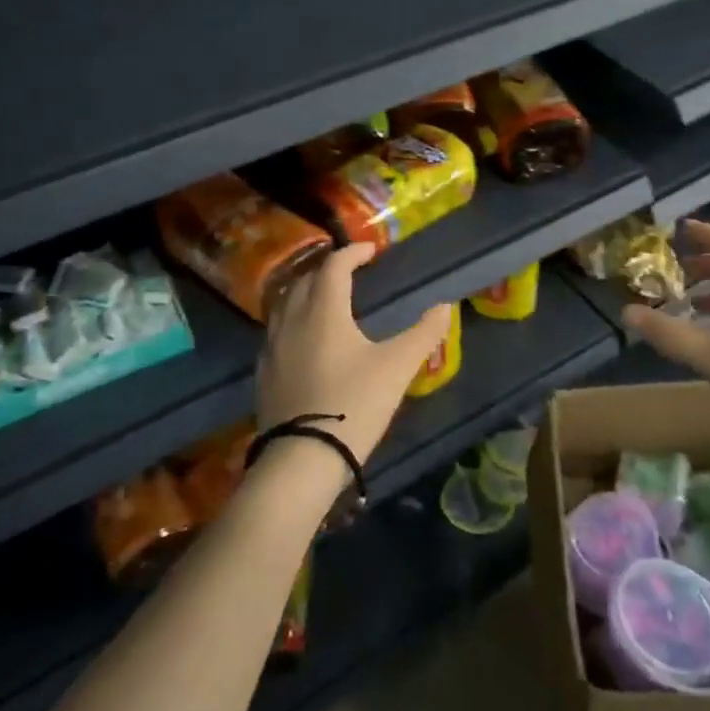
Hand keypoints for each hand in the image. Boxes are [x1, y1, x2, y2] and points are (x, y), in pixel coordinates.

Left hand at [256, 244, 452, 465]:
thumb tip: (445, 306)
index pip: (334, 266)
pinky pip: (276, 330)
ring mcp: (272, 347)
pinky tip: (306, 338)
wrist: (302, 459)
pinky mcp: (264, 373)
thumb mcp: (397, 368)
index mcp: (323, 311)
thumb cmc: (353, 404)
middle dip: (328, 268)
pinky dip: (293, 318)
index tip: (371, 250)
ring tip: (327, 298)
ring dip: (307, 291)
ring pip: (285, 303)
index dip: (353, 253)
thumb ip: (423, 333)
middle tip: (351, 271)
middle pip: (306, 280)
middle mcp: (292, 320)